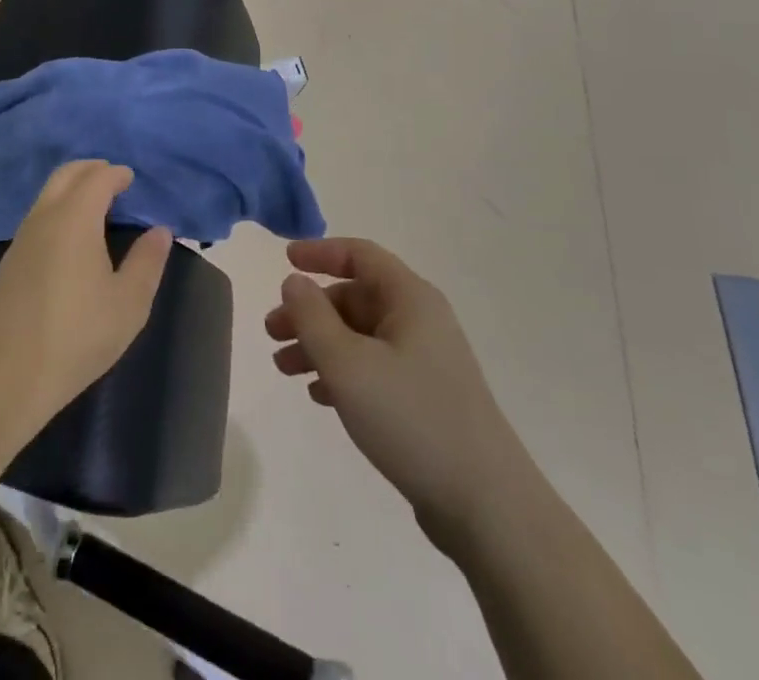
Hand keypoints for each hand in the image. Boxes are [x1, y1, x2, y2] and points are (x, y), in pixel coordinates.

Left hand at [0, 161, 171, 424]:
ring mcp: (22, 238)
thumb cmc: (79, 334)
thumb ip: (147, 261)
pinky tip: (71, 239)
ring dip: (72, 189)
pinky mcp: (10, 260)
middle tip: (114, 180)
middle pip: (66, 174)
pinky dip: (58, 209)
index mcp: (75, 219)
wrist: (11, 374)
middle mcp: (45, 217)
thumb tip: (160, 231)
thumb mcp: (129, 302)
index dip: (116, 174)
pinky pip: (38, 216)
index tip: (131, 180)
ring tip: (97, 208)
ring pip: (48, 194)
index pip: (97, 178)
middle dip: (91, 170)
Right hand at [265, 238, 499, 553]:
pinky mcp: (426, 397)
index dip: (320, 253)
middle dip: (310, 311)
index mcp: (410, 298)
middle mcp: (420, 320)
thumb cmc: (411, 418)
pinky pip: (374, 367)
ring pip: (361, 335)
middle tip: (271, 333)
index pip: (360, 255)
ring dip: (320, 344)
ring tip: (284, 368)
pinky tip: (319, 396)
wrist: (486, 505)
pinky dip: (343, 372)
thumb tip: (295, 282)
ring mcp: (426, 360)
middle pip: (355, 297)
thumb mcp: (348, 364)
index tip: (284, 262)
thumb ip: (313, 317)